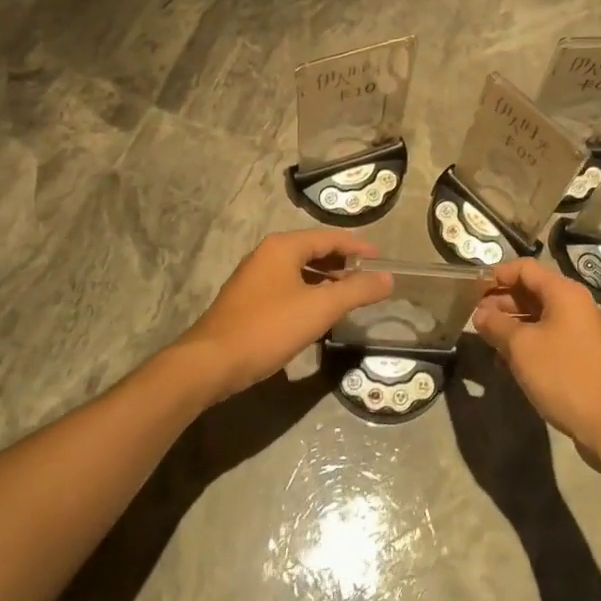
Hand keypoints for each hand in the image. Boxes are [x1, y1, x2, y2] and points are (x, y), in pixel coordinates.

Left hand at [175, 230, 392, 400]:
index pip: (329, 237)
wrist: (211, 362)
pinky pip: (287, 287)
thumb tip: (388, 278)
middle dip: (342, 262)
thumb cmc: (268, 328)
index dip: (358, 247)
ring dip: (325, 279)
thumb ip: (357, 290)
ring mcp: (254, 277)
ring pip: (299, 270)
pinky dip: (308, 292)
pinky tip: (318, 312)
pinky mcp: (247, 300)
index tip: (381, 258)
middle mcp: (267, 254)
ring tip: (349, 295)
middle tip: (368, 278)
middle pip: (313, 250)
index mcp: (283, 247)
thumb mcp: (320, 308)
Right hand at [471, 257, 600, 464]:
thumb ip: (497, 325)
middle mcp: (574, 304)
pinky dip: (526, 342)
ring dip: (511, 324)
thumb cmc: (563, 375)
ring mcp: (579, 330)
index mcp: (564, 292)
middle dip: (501, 301)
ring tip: (486, 338)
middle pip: (532, 290)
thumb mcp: (521, 347)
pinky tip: (506, 361)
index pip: (524, 268)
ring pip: (538, 315)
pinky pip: (547, 336)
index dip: (497, 275)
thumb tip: (480, 314)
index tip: (471, 290)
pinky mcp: (580, 353)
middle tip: (474, 317)